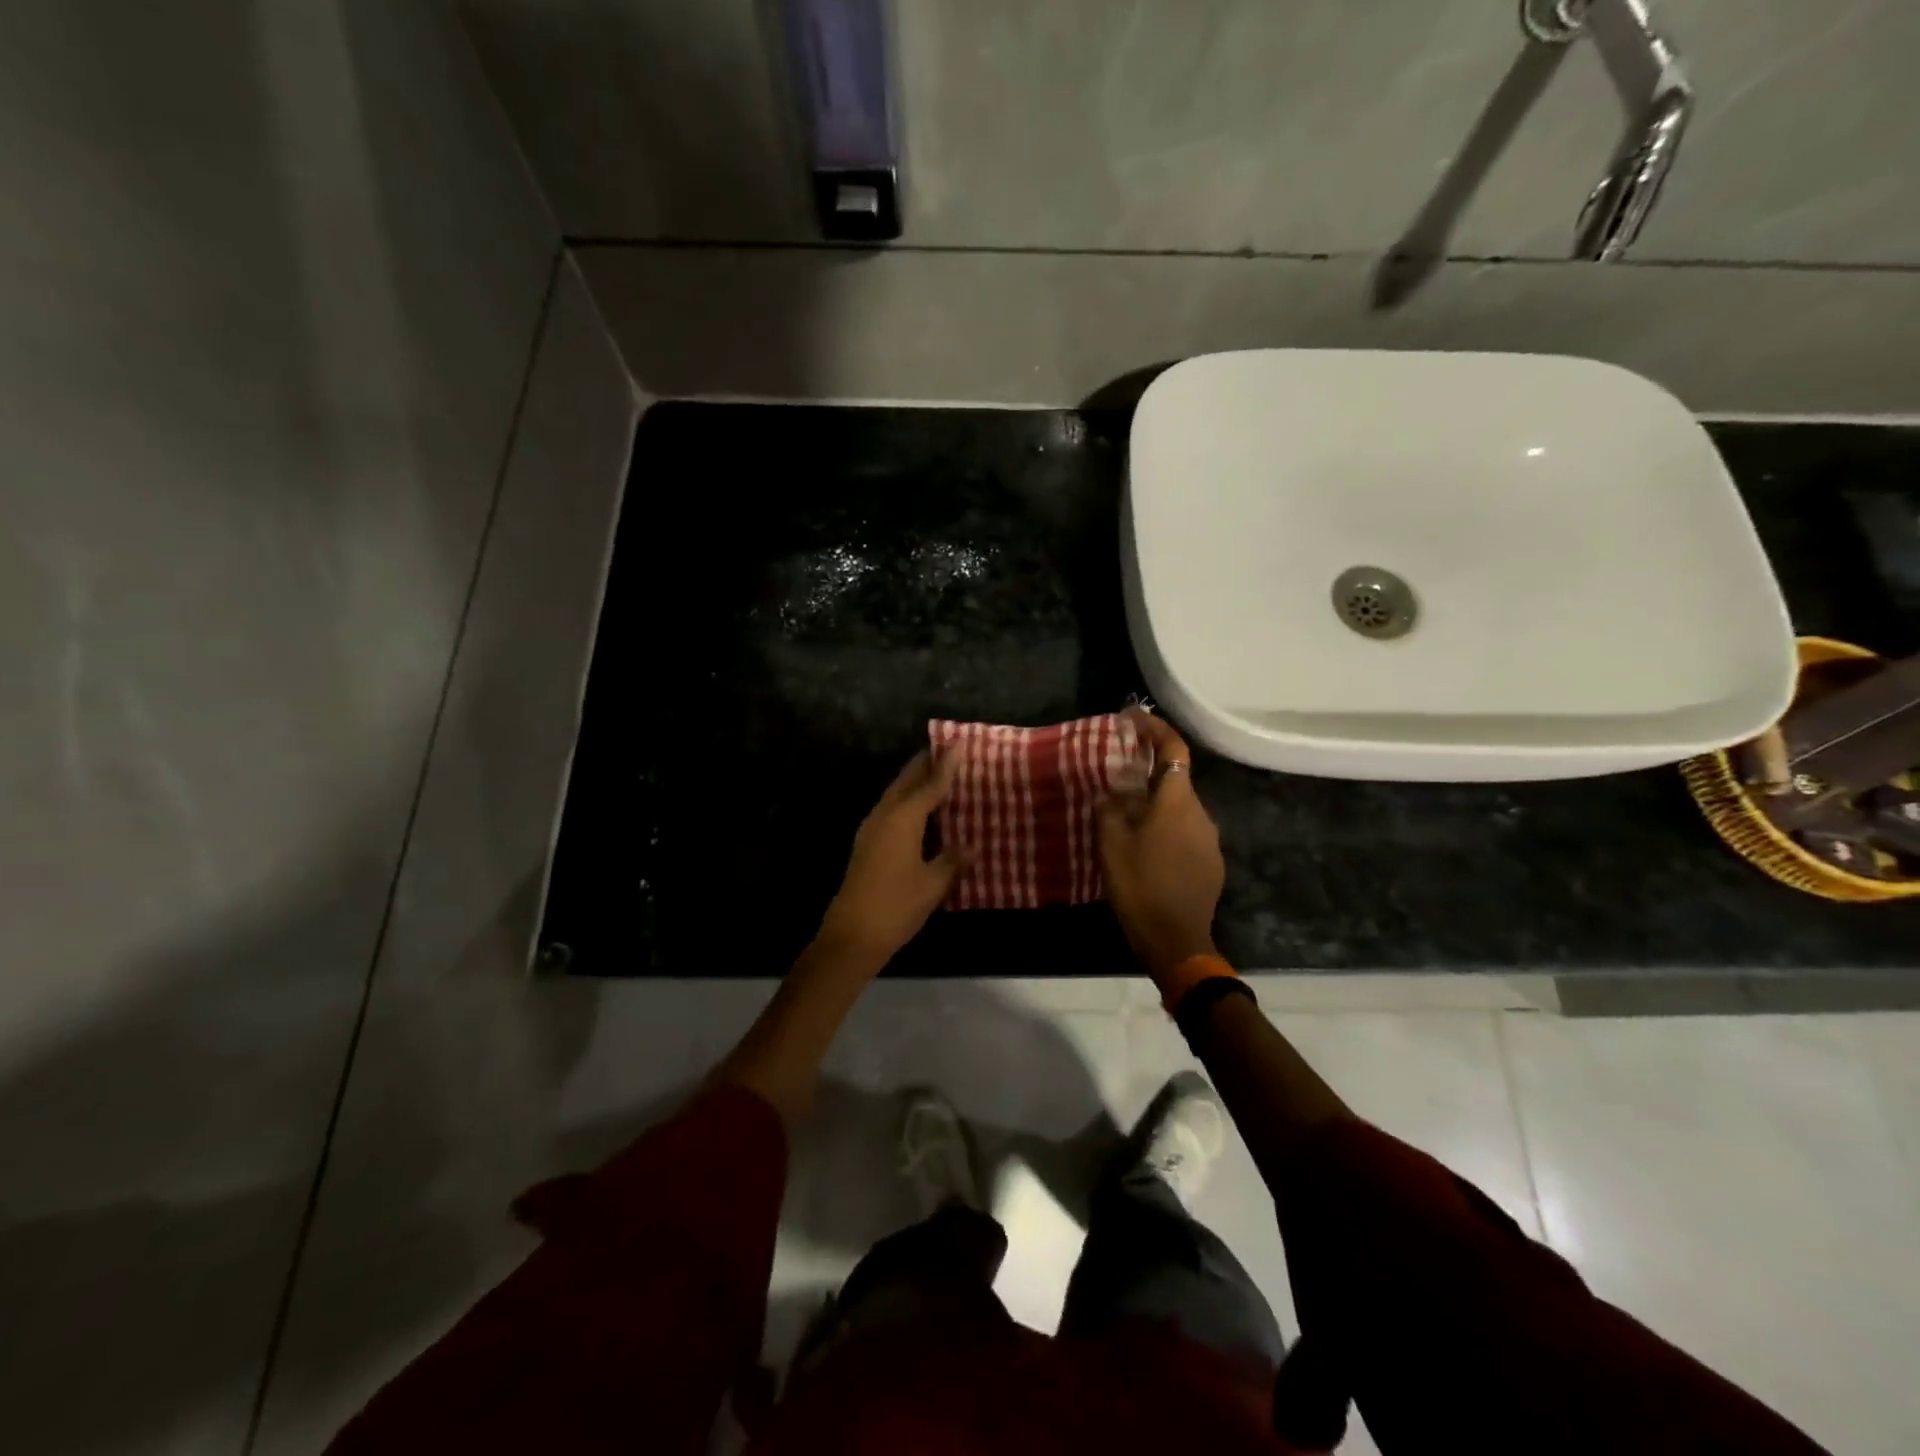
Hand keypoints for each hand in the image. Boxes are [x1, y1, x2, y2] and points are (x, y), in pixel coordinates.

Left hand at [817, 749, 971, 967]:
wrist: (851, 937)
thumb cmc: (896, 906)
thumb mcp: (933, 884)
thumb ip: (952, 861)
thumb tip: (970, 846)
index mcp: (902, 819)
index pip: (930, 785)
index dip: (946, 765)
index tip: (958, 743)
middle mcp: (884, 816)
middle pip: (906, 782)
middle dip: (925, 764)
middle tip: (945, 750)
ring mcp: (871, 830)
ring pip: (895, 795)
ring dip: (913, 782)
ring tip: (935, 774)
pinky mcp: (867, 846)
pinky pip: (890, 811)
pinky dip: (907, 802)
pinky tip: (919, 812)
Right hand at [1098, 712, 1224, 982]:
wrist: (1177, 941)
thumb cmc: (1140, 887)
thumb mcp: (1111, 844)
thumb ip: (1111, 808)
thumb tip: (1114, 792)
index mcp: (1176, 802)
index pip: (1173, 749)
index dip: (1155, 729)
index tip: (1133, 718)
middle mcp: (1200, 813)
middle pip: (1176, 778)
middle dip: (1149, 769)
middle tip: (1118, 771)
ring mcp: (1209, 840)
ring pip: (1180, 807)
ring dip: (1156, 802)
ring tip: (1127, 813)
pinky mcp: (1211, 863)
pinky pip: (1186, 831)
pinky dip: (1166, 827)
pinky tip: (1146, 846)